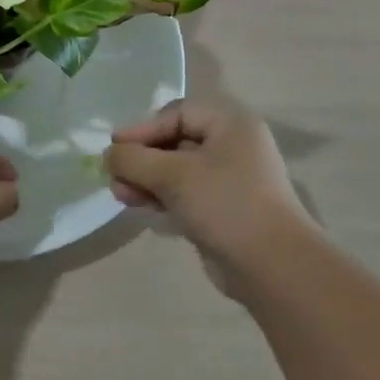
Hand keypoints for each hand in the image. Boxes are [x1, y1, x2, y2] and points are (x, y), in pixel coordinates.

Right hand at [104, 97, 304, 262]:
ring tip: (121, 196)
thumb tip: (108, 155)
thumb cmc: (224, 204)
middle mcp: (232, 147)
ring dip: (145, 179)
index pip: (177, 114)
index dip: (143, 128)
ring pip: (176, 170)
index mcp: (230, 125)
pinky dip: (161, 197)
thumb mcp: (171, 174)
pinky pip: (184, 194)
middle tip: (114, 175)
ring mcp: (229, 180)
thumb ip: (133, 159)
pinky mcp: (222, 209)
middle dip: (140, 158)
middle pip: (174, 141)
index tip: (114, 148)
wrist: (271, 265)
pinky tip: (141, 208)